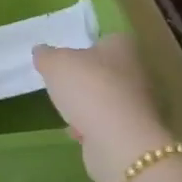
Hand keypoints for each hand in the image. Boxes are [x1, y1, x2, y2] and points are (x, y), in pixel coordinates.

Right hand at [34, 34, 170, 181]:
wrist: (119, 142)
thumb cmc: (88, 89)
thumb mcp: (55, 64)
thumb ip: (46, 55)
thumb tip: (42, 52)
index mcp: (123, 46)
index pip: (107, 38)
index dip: (86, 46)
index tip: (67, 57)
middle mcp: (137, 71)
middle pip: (107, 70)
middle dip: (87, 78)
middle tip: (63, 83)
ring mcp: (139, 104)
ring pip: (108, 98)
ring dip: (89, 105)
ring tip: (67, 111)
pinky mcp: (135, 132)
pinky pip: (109, 123)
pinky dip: (93, 128)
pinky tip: (77, 133)